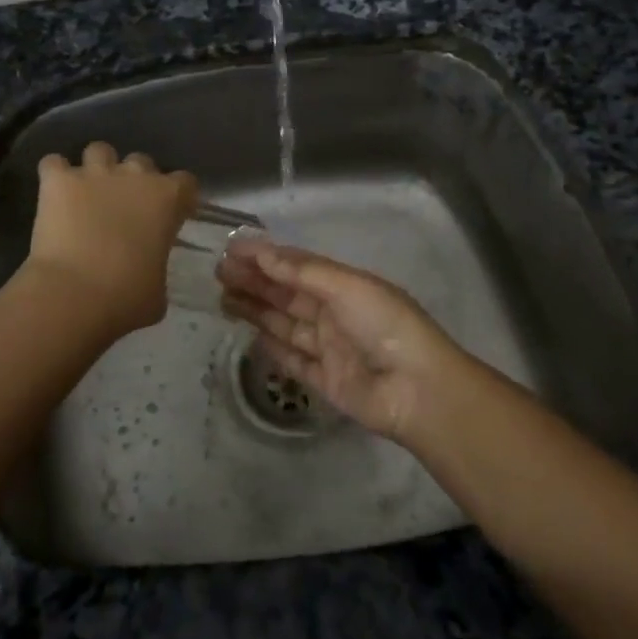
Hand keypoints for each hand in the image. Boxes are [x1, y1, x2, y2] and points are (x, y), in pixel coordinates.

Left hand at [26, 143, 198, 339]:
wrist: (74, 294)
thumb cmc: (126, 298)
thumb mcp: (159, 289)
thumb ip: (158, 266)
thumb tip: (148, 269)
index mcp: (166, 199)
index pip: (185, 182)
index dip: (179, 197)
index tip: (172, 214)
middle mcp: (134, 176)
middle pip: (141, 161)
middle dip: (135, 179)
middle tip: (125, 206)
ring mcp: (94, 174)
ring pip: (99, 150)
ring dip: (96, 168)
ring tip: (88, 192)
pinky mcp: (58, 180)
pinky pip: (54, 163)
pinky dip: (54, 174)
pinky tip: (54, 193)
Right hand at [216, 239, 464, 442]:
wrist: (418, 390)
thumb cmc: (385, 326)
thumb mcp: (346, 287)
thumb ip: (302, 272)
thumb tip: (263, 253)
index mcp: (345, 286)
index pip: (298, 265)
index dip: (265, 256)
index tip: (232, 248)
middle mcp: (335, 313)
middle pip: (287, 293)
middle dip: (255, 281)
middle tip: (219, 272)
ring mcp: (330, 348)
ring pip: (285, 324)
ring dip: (256, 310)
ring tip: (222, 298)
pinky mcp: (325, 381)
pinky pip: (294, 360)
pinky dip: (273, 348)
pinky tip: (250, 336)